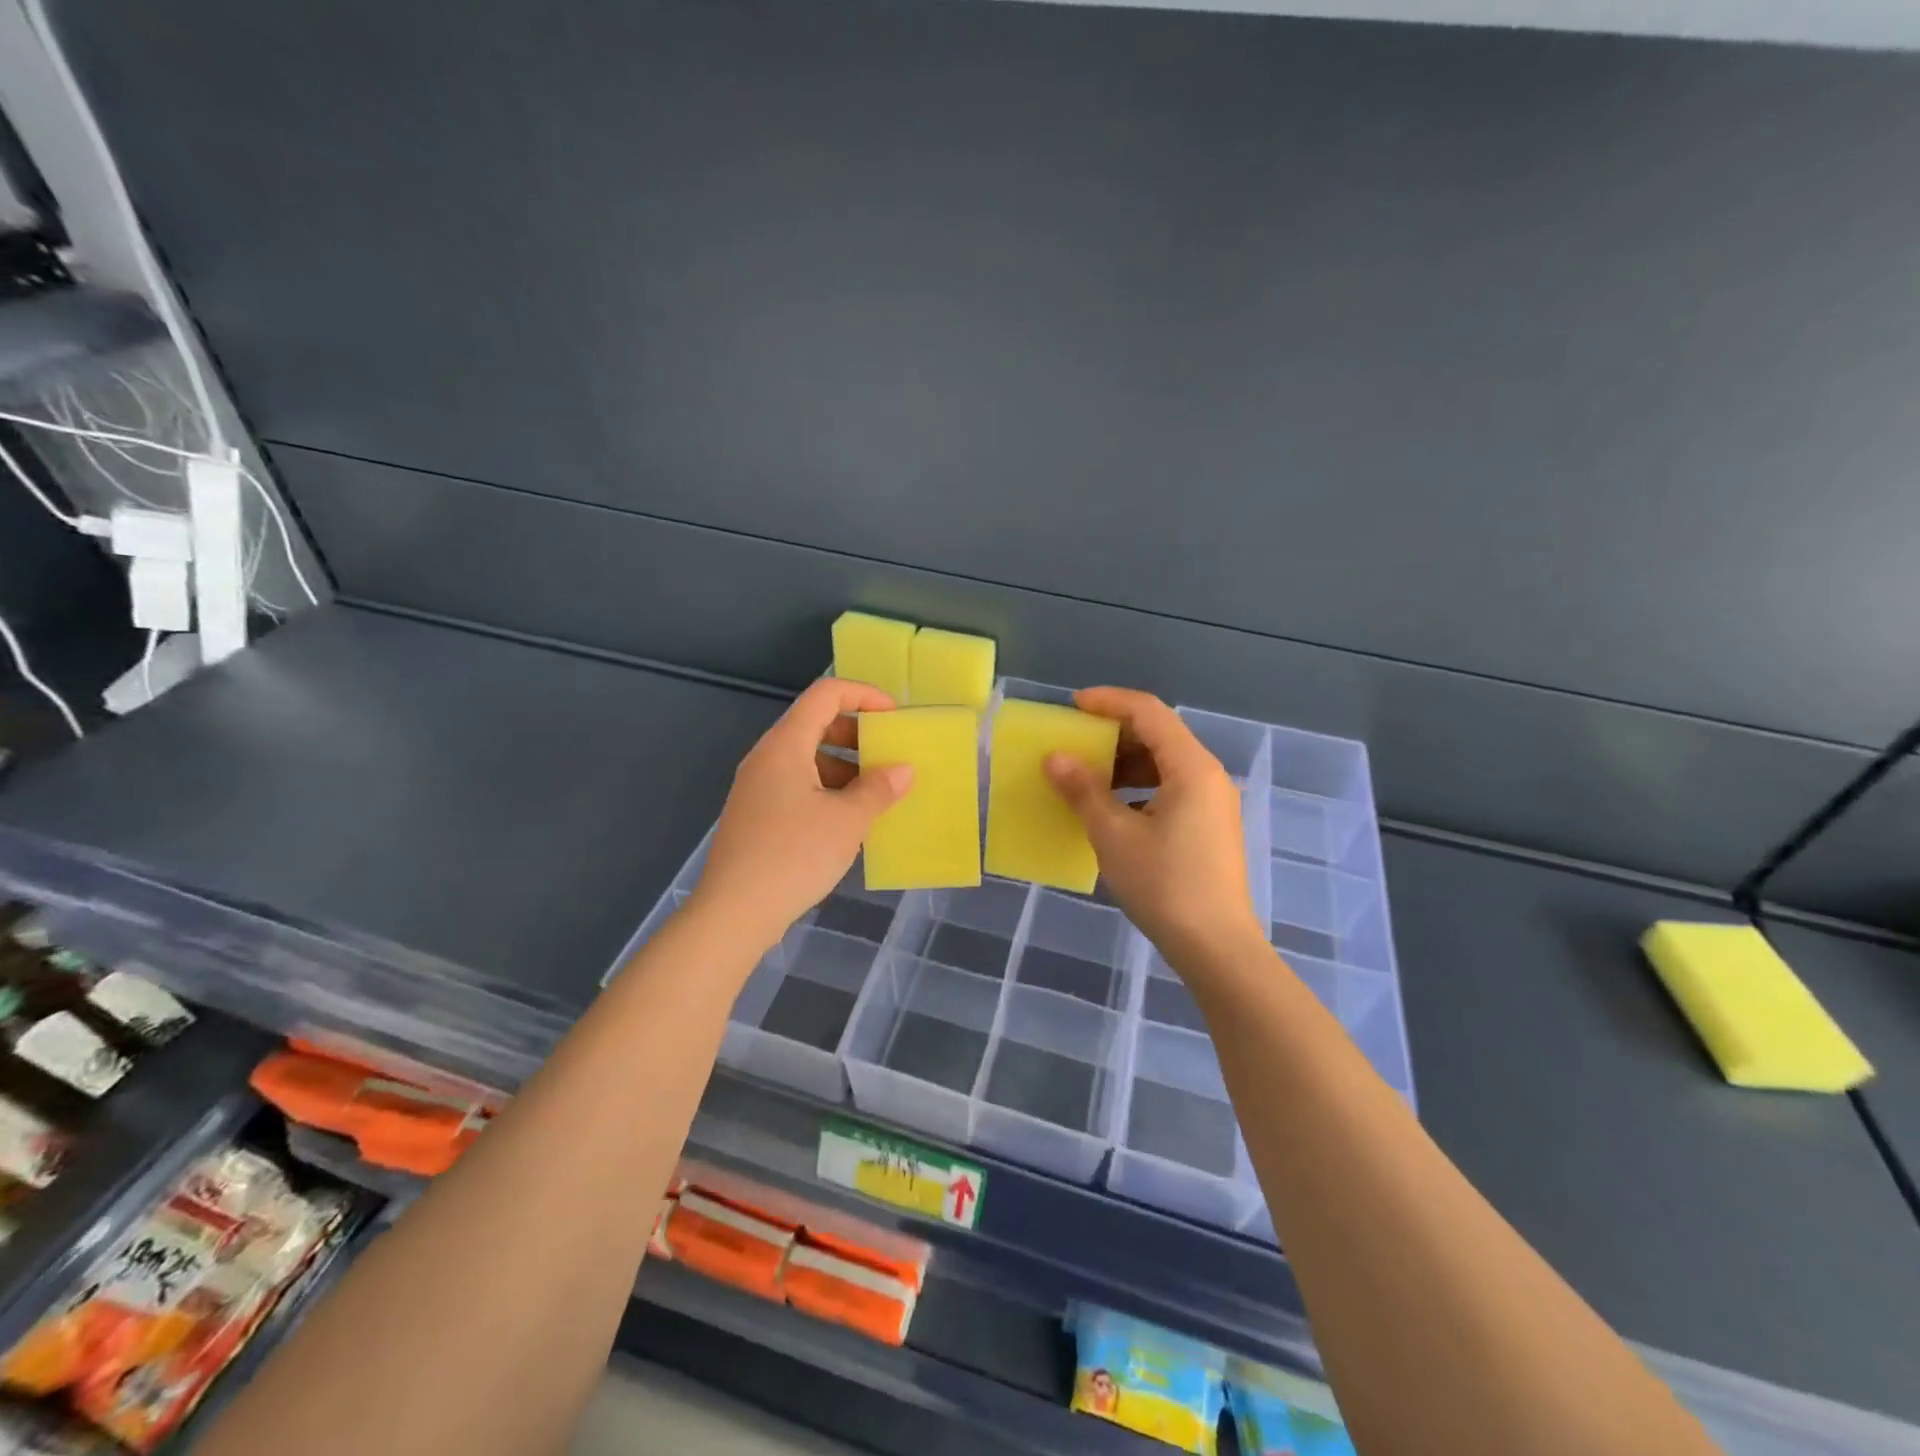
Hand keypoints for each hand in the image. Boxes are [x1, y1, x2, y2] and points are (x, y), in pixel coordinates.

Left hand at [691, 678, 912, 953]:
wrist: (733, 913)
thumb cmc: (793, 856)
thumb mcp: (847, 821)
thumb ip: (878, 789)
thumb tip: (903, 770)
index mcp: (785, 745)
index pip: (826, 694)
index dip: (864, 695)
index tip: (894, 718)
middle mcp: (767, 757)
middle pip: (815, 723)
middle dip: (857, 733)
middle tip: (889, 754)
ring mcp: (757, 787)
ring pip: (807, 757)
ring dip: (845, 765)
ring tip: (876, 792)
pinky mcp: (756, 814)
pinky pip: (797, 785)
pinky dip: (827, 789)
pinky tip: (849, 820)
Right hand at [1043, 688, 1263, 970]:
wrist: (1216, 947)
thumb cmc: (1164, 885)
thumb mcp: (1114, 835)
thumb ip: (1083, 790)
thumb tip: (1054, 758)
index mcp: (1191, 767)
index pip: (1148, 712)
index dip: (1108, 701)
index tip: (1071, 706)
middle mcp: (1208, 776)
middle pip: (1159, 734)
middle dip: (1114, 733)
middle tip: (1074, 742)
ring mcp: (1213, 802)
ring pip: (1164, 764)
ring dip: (1124, 763)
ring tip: (1087, 776)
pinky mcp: (1209, 826)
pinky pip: (1171, 788)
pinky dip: (1139, 787)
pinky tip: (1113, 809)